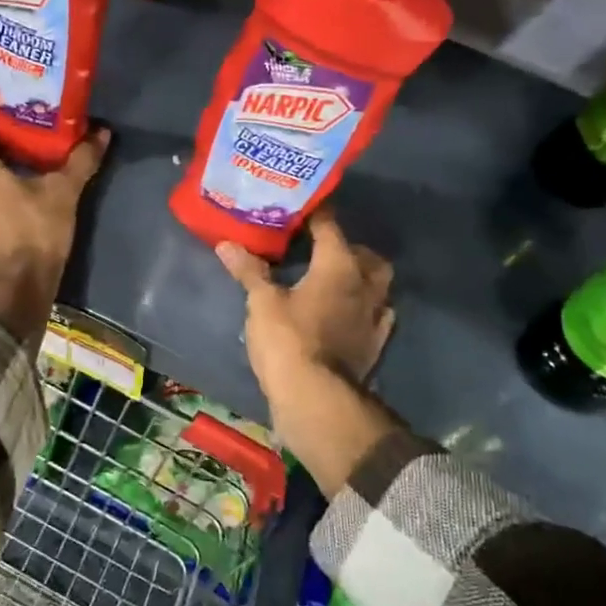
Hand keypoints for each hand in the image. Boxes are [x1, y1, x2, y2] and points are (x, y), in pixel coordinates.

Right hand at [217, 211, 396, 496]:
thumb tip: (226, 244)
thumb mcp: (262, 302)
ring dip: (361, 278)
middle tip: (320, 250)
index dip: (315, 214)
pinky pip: (377, 316)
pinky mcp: (375, 344)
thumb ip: (249, 270)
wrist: (316, 398)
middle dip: (348, 248)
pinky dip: (364, 309)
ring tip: (334, 281)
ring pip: (378, 285)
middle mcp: (366, 285)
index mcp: (339, 265)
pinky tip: (347, 315)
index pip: (330, 227)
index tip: (300, 207)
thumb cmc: (288, 340)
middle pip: (366, 255)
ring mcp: (376, 316)